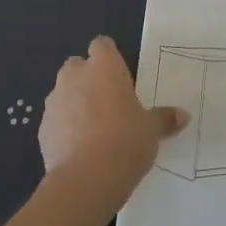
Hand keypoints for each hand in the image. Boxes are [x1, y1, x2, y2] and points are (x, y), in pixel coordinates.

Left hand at [39, 36, 187, 211]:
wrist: (86, 180)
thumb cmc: (126, 141)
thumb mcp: (152, 130)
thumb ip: (164, 118)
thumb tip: (183, 115)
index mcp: (104, 66)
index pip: (102, 45)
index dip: (109, 58)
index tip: (120, 77)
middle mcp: (75, 76)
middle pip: (78, 66)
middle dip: (88, 79)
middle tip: (108, 103)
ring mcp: (54, 101)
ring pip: (64, 92)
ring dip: (74, 103)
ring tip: (94, 129)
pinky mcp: (42, 128)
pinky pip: (56, 120)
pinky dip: (64, 128)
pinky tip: (79, 149)